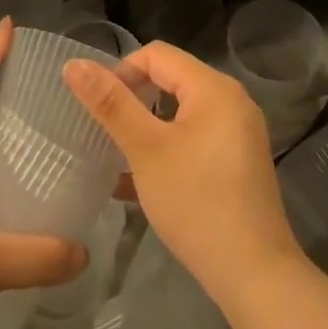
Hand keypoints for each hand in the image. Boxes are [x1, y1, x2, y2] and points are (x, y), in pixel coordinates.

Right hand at [64, 42, 301, 304]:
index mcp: (213, 87)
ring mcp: (239, 132)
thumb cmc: (196, 202)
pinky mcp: (239, 162)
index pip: (157, 55)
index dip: (121, 72)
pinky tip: (139, 182)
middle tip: (105, 132)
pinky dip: (168, 148)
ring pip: (181, 113)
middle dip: (133, 101)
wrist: (254, 273)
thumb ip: (111, 104)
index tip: (98, 110)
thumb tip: (74, 64)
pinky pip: (196, 138)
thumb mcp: (145, 150)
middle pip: (171, 80)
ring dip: (147, 128)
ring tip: (117, 156)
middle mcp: (232, 100)